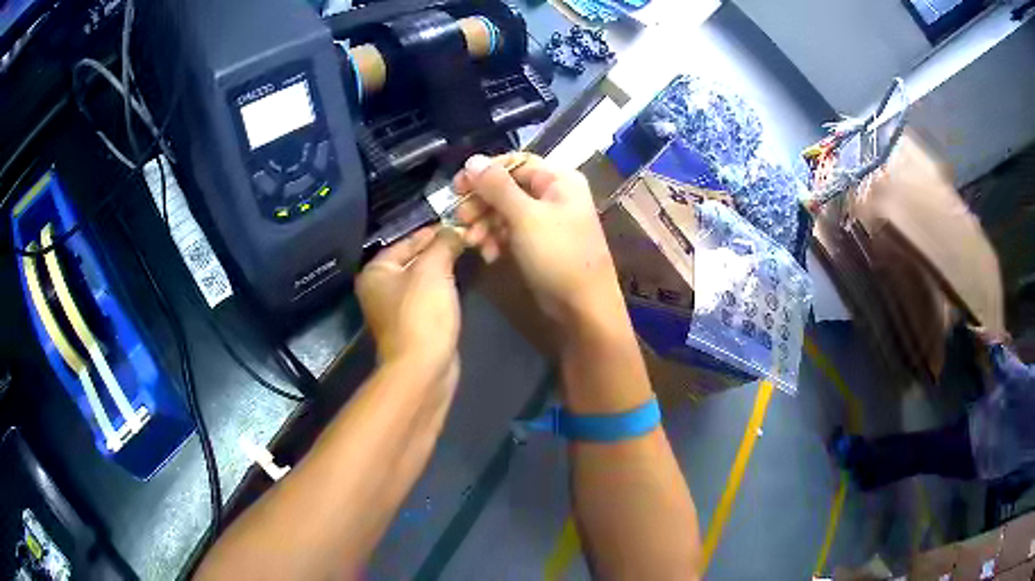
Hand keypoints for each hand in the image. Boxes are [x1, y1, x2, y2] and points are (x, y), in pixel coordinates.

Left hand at [356, 227, 464, 377]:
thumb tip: (455, 230)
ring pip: (421, 280)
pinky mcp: (412, 326)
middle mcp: (380, 289)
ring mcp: (395, 310)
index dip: (430, 232)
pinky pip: (427, 299)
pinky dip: (442, 289)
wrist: (422, 367)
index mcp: (375, 272)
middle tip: (465, 238)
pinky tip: (459, 283)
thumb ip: (443, 244)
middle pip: (412, 260)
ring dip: (442, 269)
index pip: (404, 241)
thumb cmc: (421, 313)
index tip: (455, 224)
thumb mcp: (433, 270)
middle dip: (438, 250)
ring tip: (466, 255)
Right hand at [453, 153, 622, 324]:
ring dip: (485, 224)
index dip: (484, 172)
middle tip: (461, 218)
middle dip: (482, 203)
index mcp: (559, 179)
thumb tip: (472, 159)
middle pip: (507, 187)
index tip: (458, 187)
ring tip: (473, 242)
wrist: (583, 307)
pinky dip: (497, 240)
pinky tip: (489, 255)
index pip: (514, 162)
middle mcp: (554, 194)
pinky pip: (511, 231)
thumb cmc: (558, 255)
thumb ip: (497, 186)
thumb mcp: (525, 217)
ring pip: (506, 211)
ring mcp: (546, 220)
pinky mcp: (539, 242)